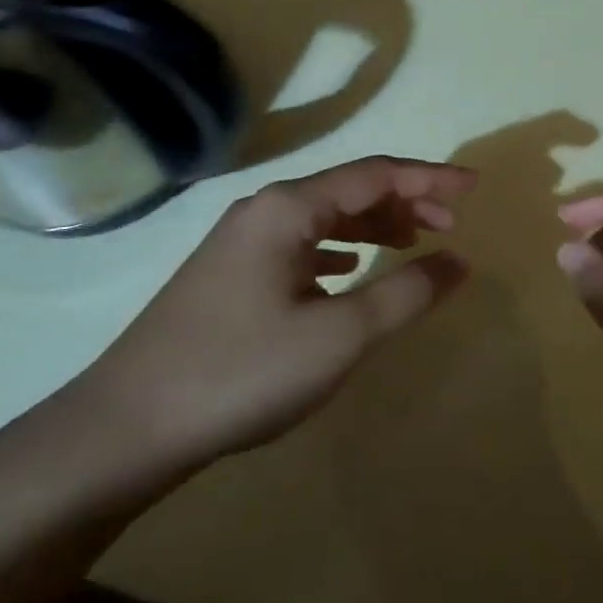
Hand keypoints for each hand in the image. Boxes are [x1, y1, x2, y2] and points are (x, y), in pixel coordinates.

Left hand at [87, 157, 474, 471]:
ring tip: (411, 242)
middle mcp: (263, 211)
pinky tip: (348, 271)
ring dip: (373, 225)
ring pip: (323, 218)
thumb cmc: (241, 371)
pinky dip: (338, 250)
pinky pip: (300, 245)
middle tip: (450, 223)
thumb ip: (406, 293)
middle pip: (349, 189)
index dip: (430, 176)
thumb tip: (458, 261)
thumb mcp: (339, 335)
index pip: (376, 174)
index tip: (475, 187)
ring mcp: (240, 244)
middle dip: (405, 200)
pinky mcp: (229, 276)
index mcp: (289, 209)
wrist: (126, 429)